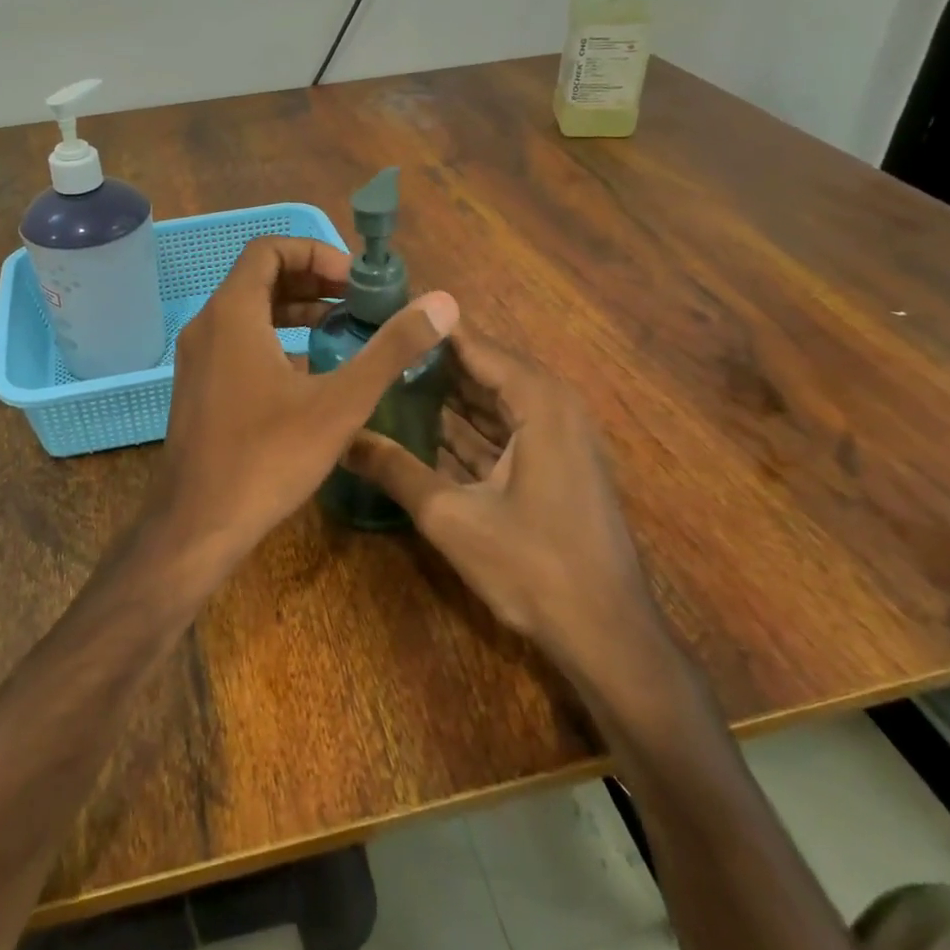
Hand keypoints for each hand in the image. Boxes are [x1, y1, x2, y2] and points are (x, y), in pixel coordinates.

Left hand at [156, 236, 456, 578]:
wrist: (197, 524)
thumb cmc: (268, 457)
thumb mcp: (340, 402)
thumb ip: (390, 349)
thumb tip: (441, 304)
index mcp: (233, 314)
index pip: (269, 249)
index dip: (315, 252)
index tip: (354, 281)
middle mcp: (208, 325)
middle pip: (259, 277)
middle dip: (311, 280)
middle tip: (356, 301)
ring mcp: (197, 358)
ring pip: (247, 312)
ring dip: (294, 310)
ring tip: (341, 327)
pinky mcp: (199, 386)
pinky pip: (237, 342)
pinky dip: (274, 339)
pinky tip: (310, 371)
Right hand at [343, 328, 660, 669]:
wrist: (608, 634)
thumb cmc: (533, 565)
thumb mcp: (451, 516)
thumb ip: (395, 470)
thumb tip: (341, 439)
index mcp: (538, 400)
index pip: (473, 344)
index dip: (428, 329)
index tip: (381, 314)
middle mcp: (552, 406)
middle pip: (482, 369)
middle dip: (430, 362)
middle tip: (375, 350)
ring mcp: (557, 437)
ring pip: (491, 401)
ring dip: (445, 395)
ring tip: (387, 382)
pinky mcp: (554, 465)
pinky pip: (503, 429)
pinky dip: (466, 427)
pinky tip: (421, 428)